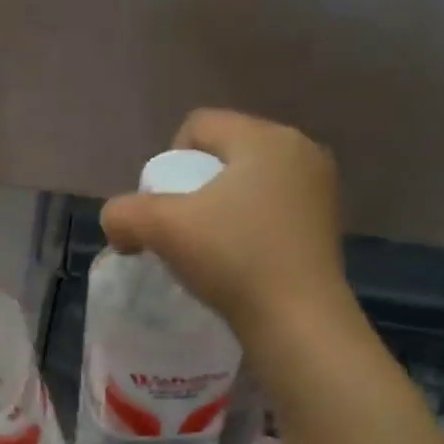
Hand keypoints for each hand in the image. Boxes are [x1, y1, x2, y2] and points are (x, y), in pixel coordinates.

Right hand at [100, 109, 350, 342]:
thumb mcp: (159, 228)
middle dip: (194, 185)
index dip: (168, 162)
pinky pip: (271, 205)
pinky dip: (247, 223)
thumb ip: (123, 213)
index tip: (166, 204)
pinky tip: (239, 256)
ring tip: (209, 244)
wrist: (296, 318)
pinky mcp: (326, 220)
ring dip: (219, 205)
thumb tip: (118, 224)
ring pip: (247, 181)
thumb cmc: (232, 258)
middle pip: (223, 152)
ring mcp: (319, 185)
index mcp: (263, 138)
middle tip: (182, 227)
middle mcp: (299, 149)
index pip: (198, 126)